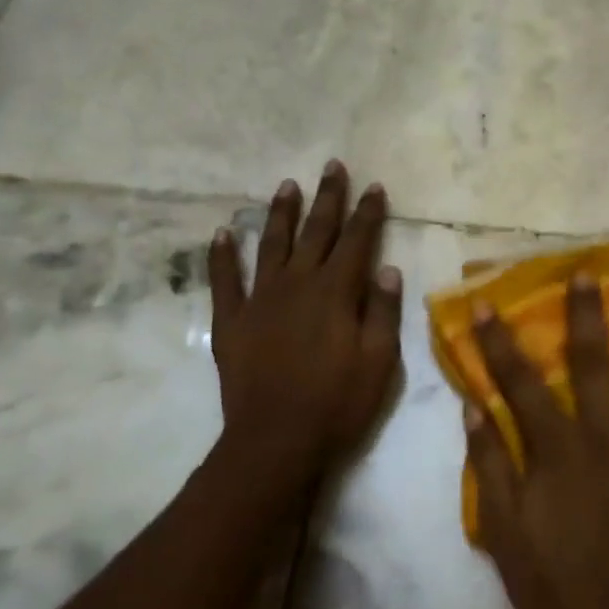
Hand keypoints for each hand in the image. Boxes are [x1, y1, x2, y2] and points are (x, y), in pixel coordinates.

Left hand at [208, 162, 402, 495]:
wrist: (275, 443)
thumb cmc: (338, 405)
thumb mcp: (379, 362)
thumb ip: (384, 312)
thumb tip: (387, 270)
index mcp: (336, 292)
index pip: (356, 241)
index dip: (367, 212)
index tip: (373, 186)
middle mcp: (297, 284)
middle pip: (316, 232)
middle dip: (327, 198)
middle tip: (332, 166)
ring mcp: (260, 300)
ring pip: (271, 245)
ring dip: (280, 214)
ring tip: (287, 185)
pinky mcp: (231, 322)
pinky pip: (224, 281)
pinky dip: (220, 255)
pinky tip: (220, 233)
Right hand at [465, 275, 608, 608]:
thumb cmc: (550, 578)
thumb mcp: (501, 525)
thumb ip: (488, 461)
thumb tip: (475, 406)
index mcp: (557, 445)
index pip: (522, 381)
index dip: (501, 341)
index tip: (489, 303)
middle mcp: (604, 435)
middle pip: (594, 363)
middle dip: (587, 315)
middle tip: (589, 275)